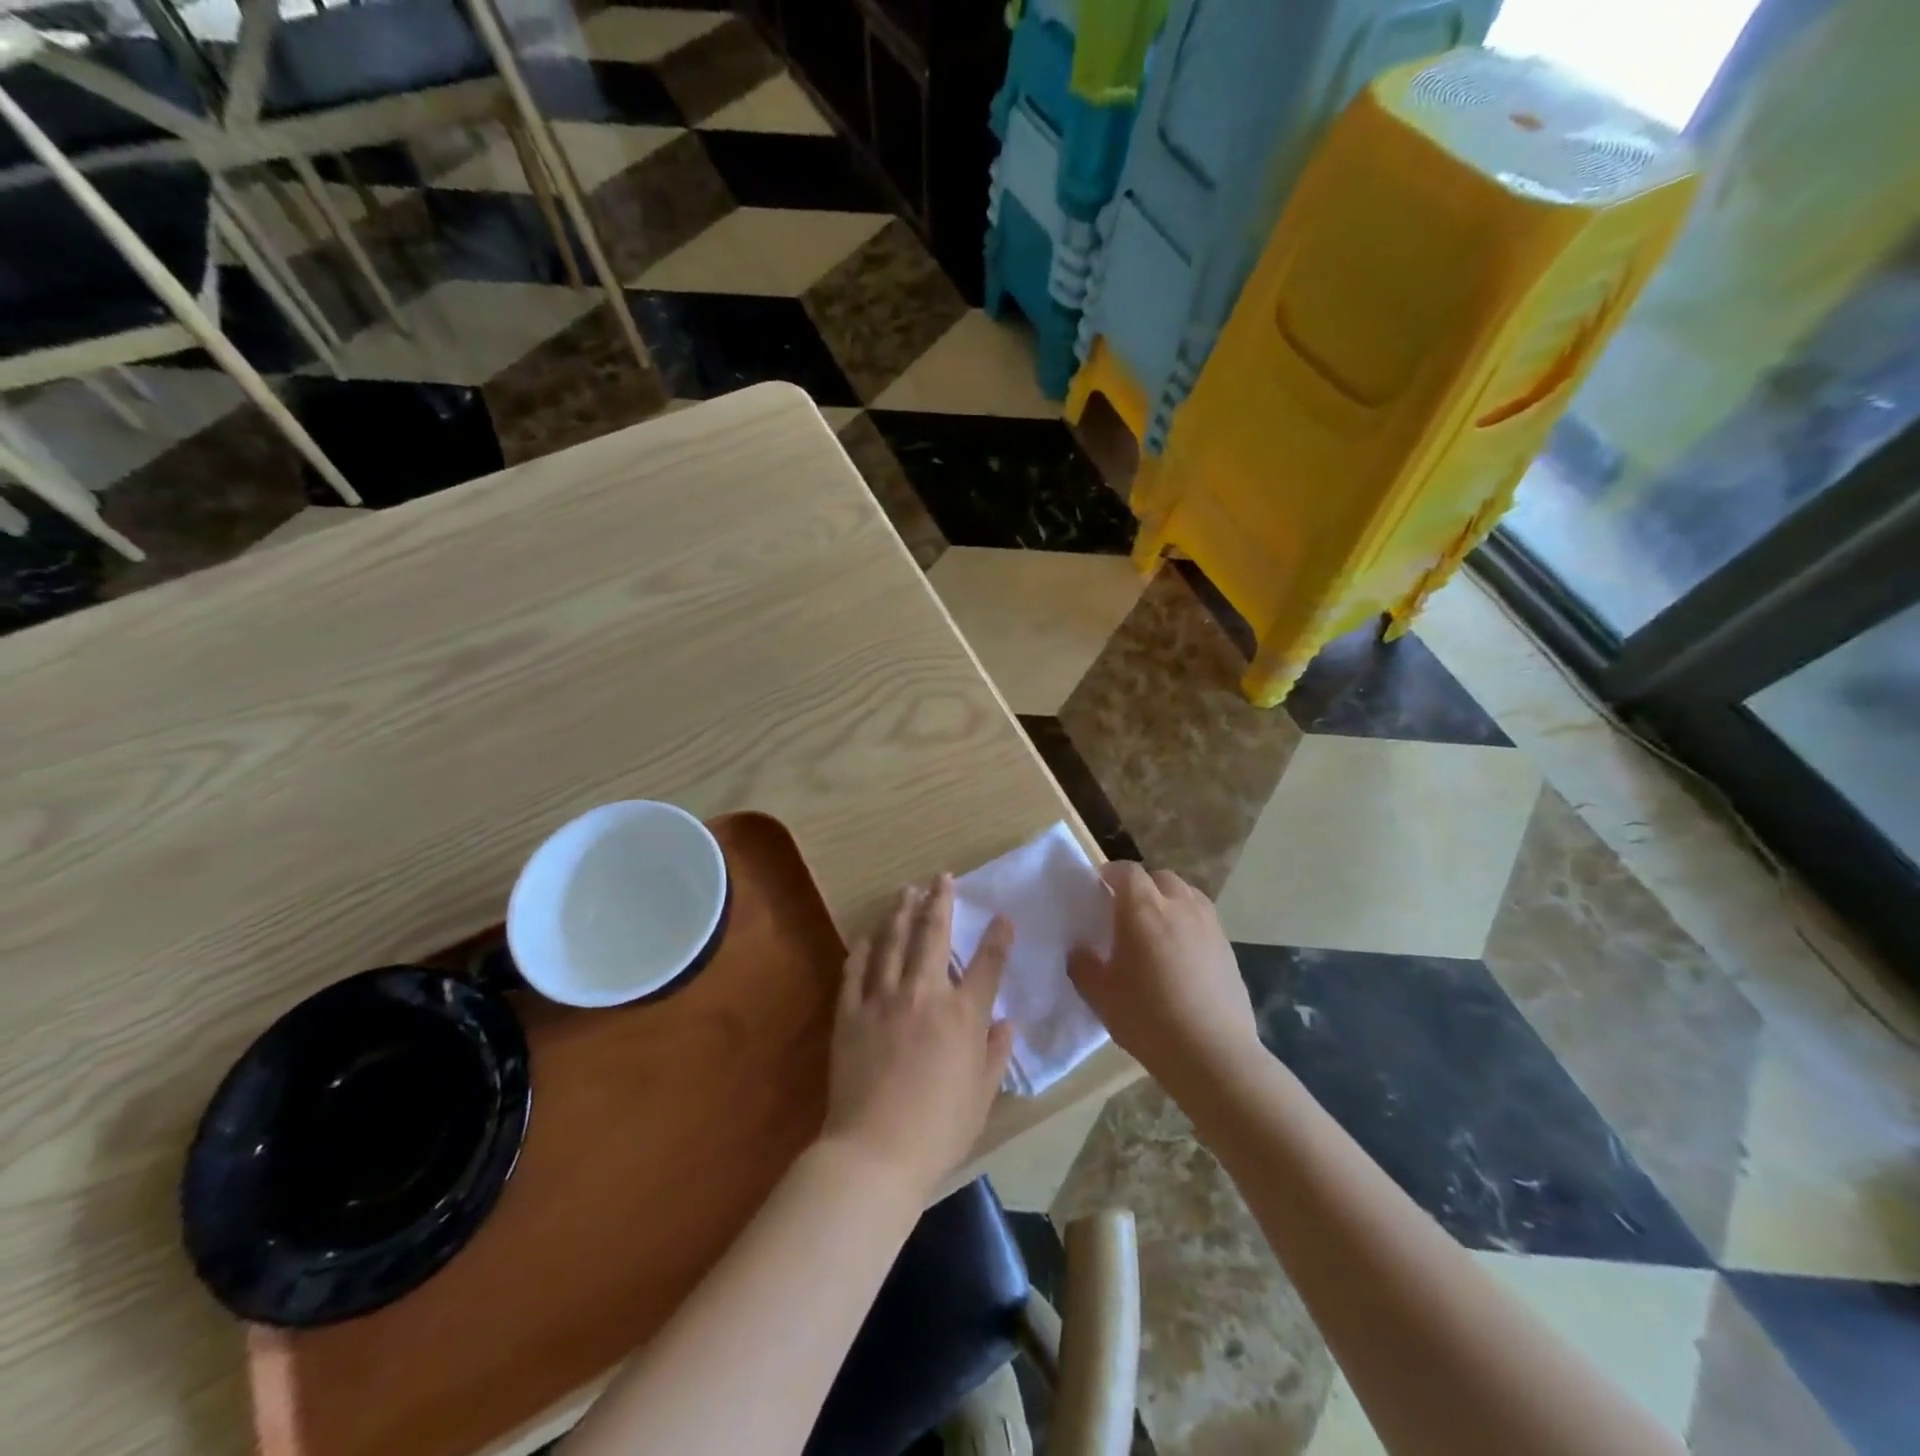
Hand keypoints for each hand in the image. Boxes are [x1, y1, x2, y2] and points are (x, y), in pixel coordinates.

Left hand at [821, 876, 1013, 1199]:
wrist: (875, 1152)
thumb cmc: (938, 1130)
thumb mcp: (982, 1097)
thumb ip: (995, 1054)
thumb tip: (1004, 1023)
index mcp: (963, 1015)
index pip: (987, 965)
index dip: (998, 937)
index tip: (1002, 917)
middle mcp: (924, 994)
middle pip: (933, 935)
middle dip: (940, 901)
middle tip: (942, 877)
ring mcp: (883, 999)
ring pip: (893, 942)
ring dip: (901, 912)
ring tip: (906, 891)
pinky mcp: (851, 1012)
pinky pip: (856, 970)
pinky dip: (863, 949)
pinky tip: (867, 936)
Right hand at [1069, 862, 1258, 1090]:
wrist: (1212, 1054)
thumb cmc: (1148, 1018)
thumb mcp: (1100, 996)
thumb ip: (1083, 966)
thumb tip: (1079, 951)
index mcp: (1142, 909)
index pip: (1126, 871)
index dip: (1111, 874)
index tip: (1100, 887)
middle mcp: (1178, 906)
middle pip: (1160, 878)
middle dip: (1142, 886)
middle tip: (1128, 911)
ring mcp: (1209, 925)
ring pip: (1187, 895)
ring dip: (1169, 901)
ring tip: (1158, 928)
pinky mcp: (1228, 947)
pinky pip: (1204, 920)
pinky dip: (1190, 924)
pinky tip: (1182, 955)